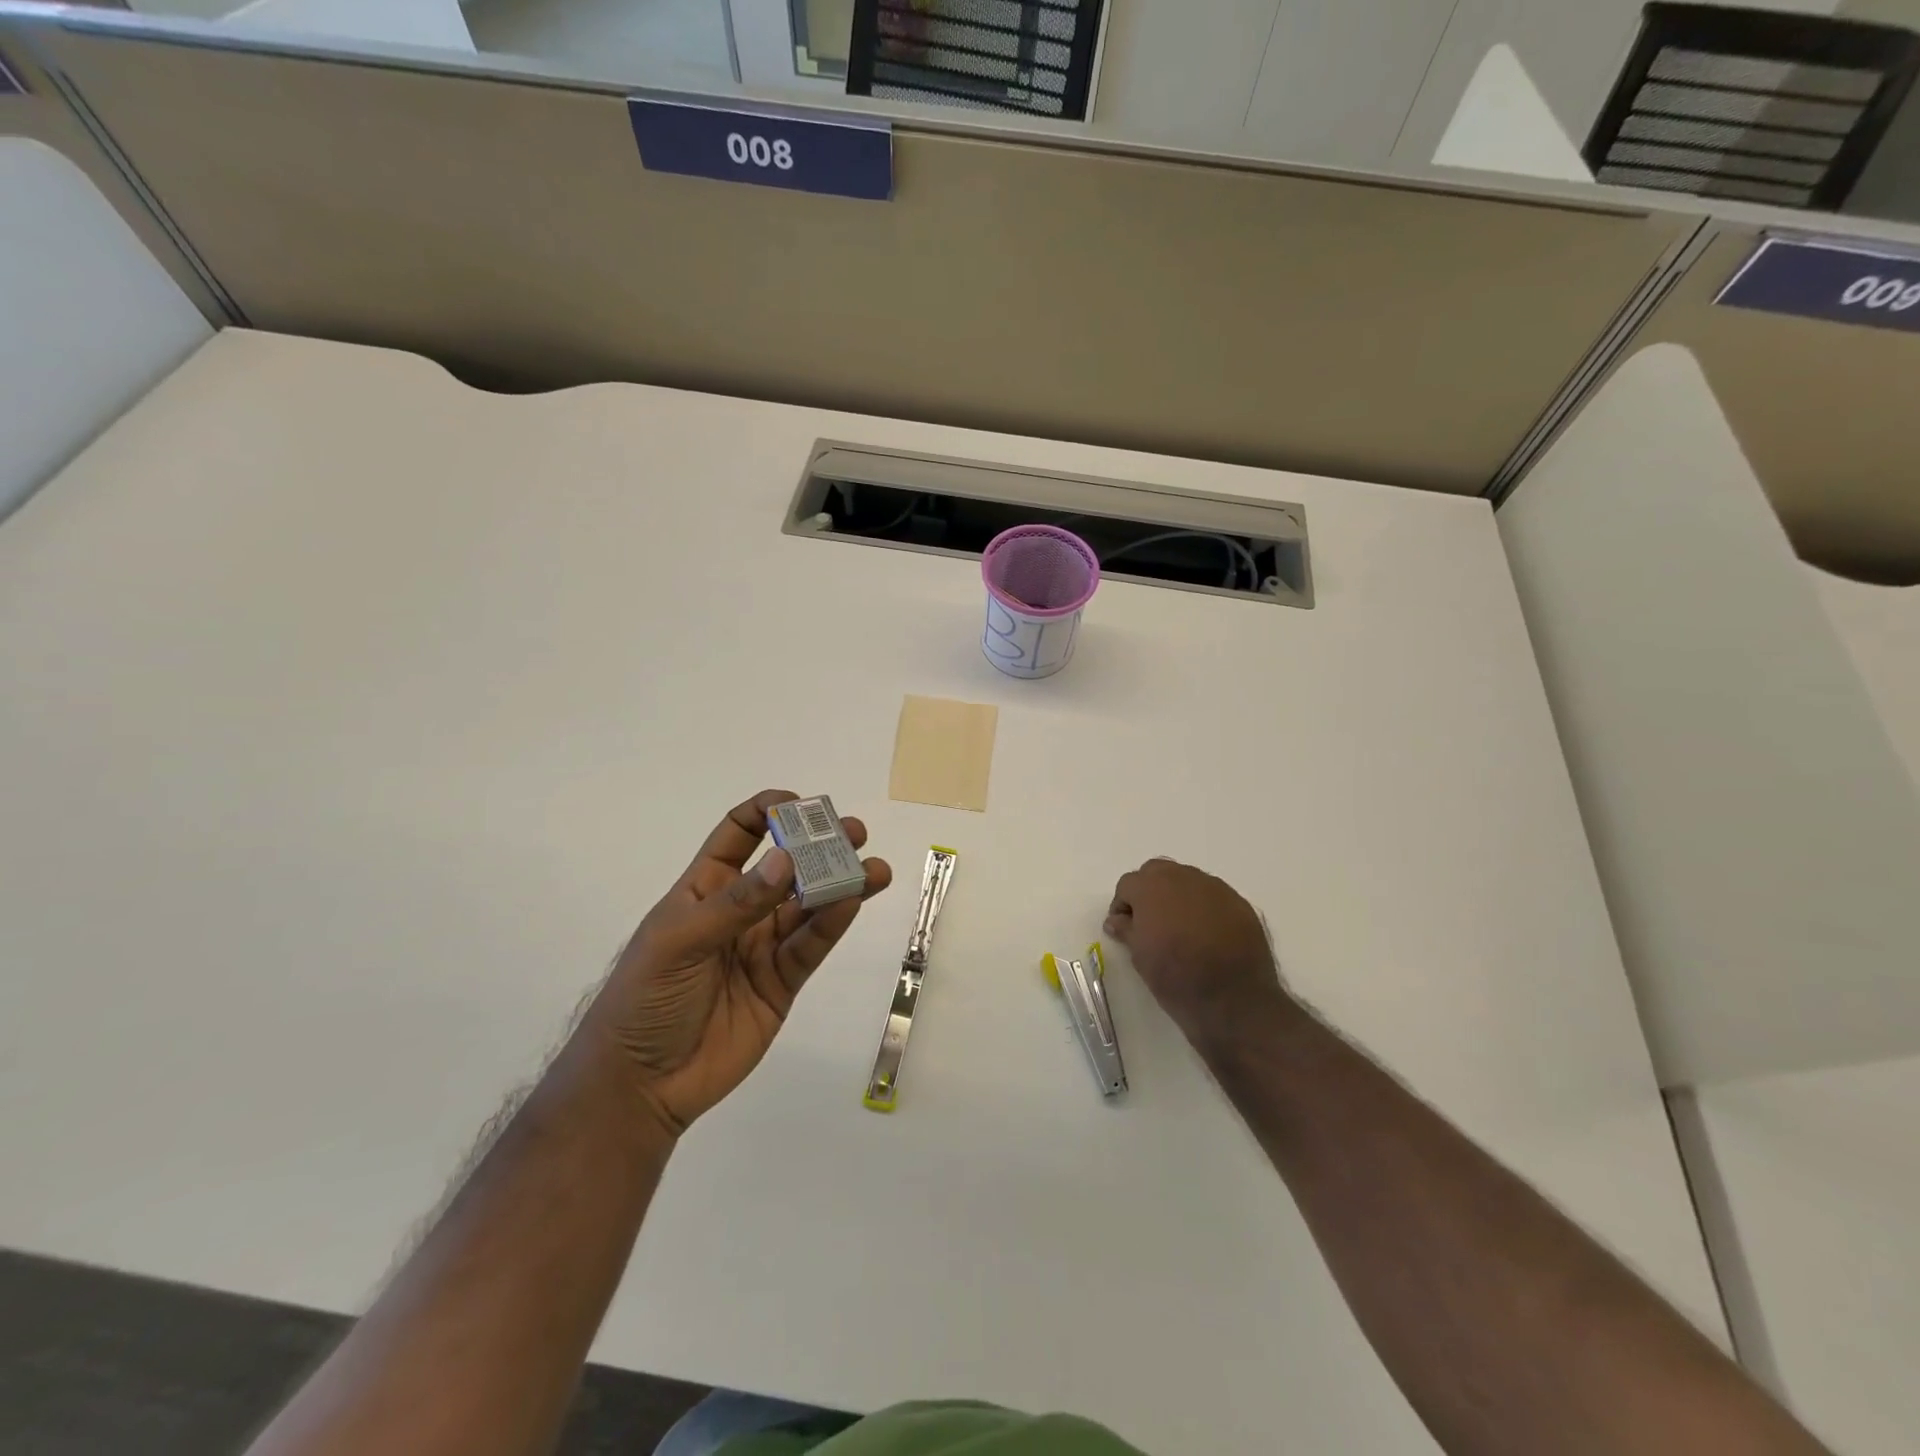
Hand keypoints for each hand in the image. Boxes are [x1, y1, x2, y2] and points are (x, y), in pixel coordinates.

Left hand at [584, 790, 891, 1135]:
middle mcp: (740, 910)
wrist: (640, 1085)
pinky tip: (852, 903)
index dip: (767, 812)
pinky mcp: (783, 982)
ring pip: (809, 906)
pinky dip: (832, 924)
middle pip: (786, 867)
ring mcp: (763, 946)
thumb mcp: (680, 941)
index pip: (738, 835)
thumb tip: (786, 860)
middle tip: (854, 832)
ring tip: (874, 869)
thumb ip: (736, 903)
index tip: (800, 805)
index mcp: (705, 888)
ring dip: (841, 884)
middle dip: (818, 846)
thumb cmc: (644, 998)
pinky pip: (811, 946)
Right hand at [1105, 859, 1289, 1046]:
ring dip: (1178, 896)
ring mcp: (1216, 888)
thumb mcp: (1140, 957)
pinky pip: (1213, 896)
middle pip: (1157, 872)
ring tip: (1180, 927)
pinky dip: (1204, 907)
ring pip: (1187, 880)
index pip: (1128, 884)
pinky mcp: (1240, 903)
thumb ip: (1126, 929)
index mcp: (1152, 888)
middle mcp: (1183, 878)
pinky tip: (1207, 934)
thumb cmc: (1176, 978)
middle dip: (1149, 890)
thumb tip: (1117, 920)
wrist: (1234, 1000)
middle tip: (1150, 921)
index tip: (1124, 927)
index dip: (1123, 905)